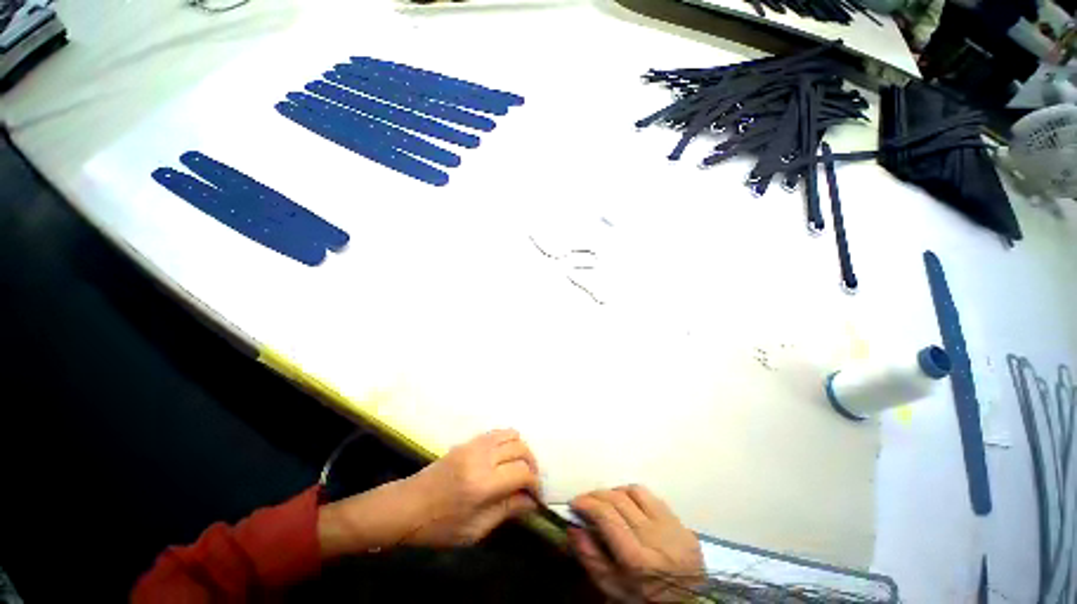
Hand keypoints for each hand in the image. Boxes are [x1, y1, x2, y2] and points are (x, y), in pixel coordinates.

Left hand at [399, 428, 539, 545]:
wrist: (406, 506)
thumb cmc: (438, 527)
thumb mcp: (474, 530)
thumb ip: (506, 511)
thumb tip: (532, 502)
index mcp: (483, 484)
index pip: (522, 472)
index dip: (535, 484)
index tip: (536, 497)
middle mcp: (482, 457)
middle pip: (520, 448)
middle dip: (532, 464)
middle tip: (530, 483)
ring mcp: (474, 445)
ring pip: (511, 434)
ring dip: (521, 450)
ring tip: (519, 468)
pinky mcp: (468, 441)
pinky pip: (497, 432)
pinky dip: (508, 442)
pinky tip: (504, 459)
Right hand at [569, 485, 703, 602]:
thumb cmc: (643, 600)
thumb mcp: (612, 588)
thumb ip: (590, 557)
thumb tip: (573, 525)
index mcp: (638, 561)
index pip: (607, 516)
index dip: (587, 504)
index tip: (574, 503)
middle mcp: (657, 539)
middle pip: (619, 500)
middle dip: (597, 495)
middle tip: (586, 500)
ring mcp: (674, 529)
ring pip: (636, 492)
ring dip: (616, 492)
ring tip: (607, 502)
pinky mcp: (683, 525)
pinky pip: (653, 498)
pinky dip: (635, 497)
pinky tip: (629, 506)